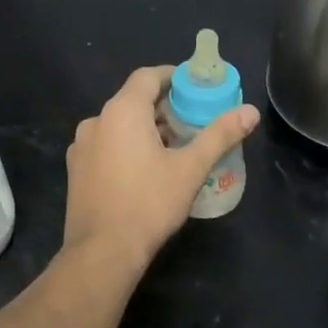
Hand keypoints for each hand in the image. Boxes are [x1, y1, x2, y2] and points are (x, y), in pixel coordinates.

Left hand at [62, 66, 259, 274]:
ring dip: (145, 130)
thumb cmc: (149, 203)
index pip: (148, 76)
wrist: (102, 251)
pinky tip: (145, 171)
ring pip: (118, 126)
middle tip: (193, 122)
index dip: (173, 77)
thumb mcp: (191, 168)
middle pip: (133, 101)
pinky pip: (106, 146)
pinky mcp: (77, 170)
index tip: (195, 88)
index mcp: (122, 111)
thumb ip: (220, 135)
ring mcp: (82, 147)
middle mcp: (96, 121)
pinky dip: (126, 147)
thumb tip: (251, 111)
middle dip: (164, 108)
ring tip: (174, 149)